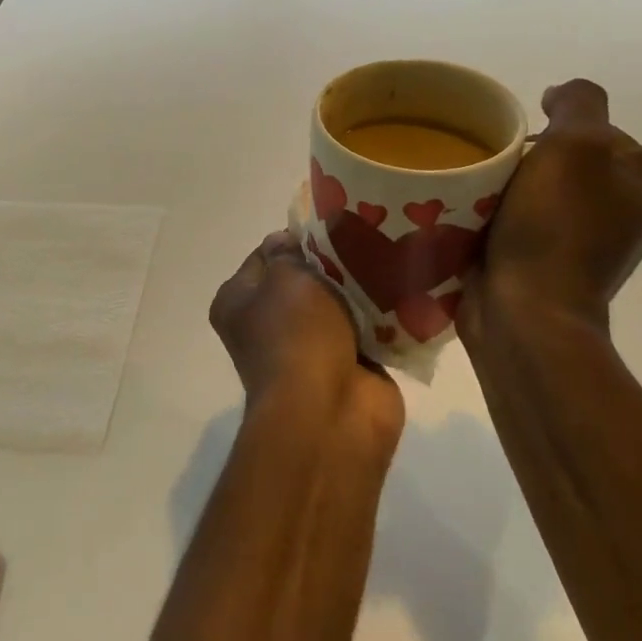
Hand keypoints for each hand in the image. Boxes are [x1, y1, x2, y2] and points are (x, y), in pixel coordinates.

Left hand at [210, 230, 402, 439]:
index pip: (267, 254)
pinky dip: (384, 317)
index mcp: (237, 301)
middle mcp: (267, 324)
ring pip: (341, 302)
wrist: (331, 412)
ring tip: (390, 262)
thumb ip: (291, 251)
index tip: (332, 228)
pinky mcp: (349, 366)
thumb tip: (295, 243)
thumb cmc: (297, 334)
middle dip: (336, 262)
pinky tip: (404, 292)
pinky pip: (369, 329)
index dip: (298, 238)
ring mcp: (309, 347)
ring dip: (363, 289)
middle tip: (368, 242)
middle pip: (307, 277)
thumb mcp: (286, 276)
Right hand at [459, 79, 641, 340]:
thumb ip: (579, 102)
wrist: (525, 311)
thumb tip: (559, 98)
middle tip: (502, 169)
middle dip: (532, 157)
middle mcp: (632, 209)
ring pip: (541, 186)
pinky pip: (523, 217)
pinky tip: (479, 217)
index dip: (562, 130)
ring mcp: (591, 239)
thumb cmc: (559, 226)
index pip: (604, 130)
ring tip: (483, 193)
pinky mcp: (552, 260)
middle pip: (569, 157)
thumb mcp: (577, 143)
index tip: (531, 146)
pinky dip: (501, 212)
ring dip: (510, 184)